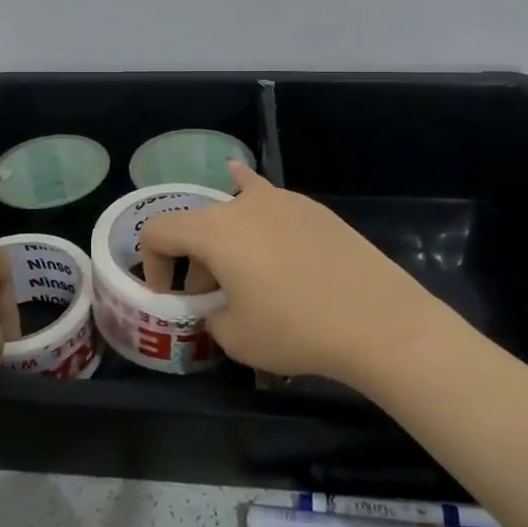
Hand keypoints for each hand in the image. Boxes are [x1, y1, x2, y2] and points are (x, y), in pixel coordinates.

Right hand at [138, 166, 445, 385]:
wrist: (378, 320)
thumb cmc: (296, 329)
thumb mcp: (236, 337)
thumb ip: (211, 317)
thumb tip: (218, 308)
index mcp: (214, 230)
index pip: (158, 231)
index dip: (149, 262)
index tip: (165, 294)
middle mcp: (243, 204)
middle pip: (198, 223)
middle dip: (192, 259)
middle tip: (208, 297)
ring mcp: (283, 201)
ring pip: (235, 210)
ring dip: (224, 240)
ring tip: (237, 270)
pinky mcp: (313, 209)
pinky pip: (269, 202)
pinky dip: (253, 208)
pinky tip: (247, 188)